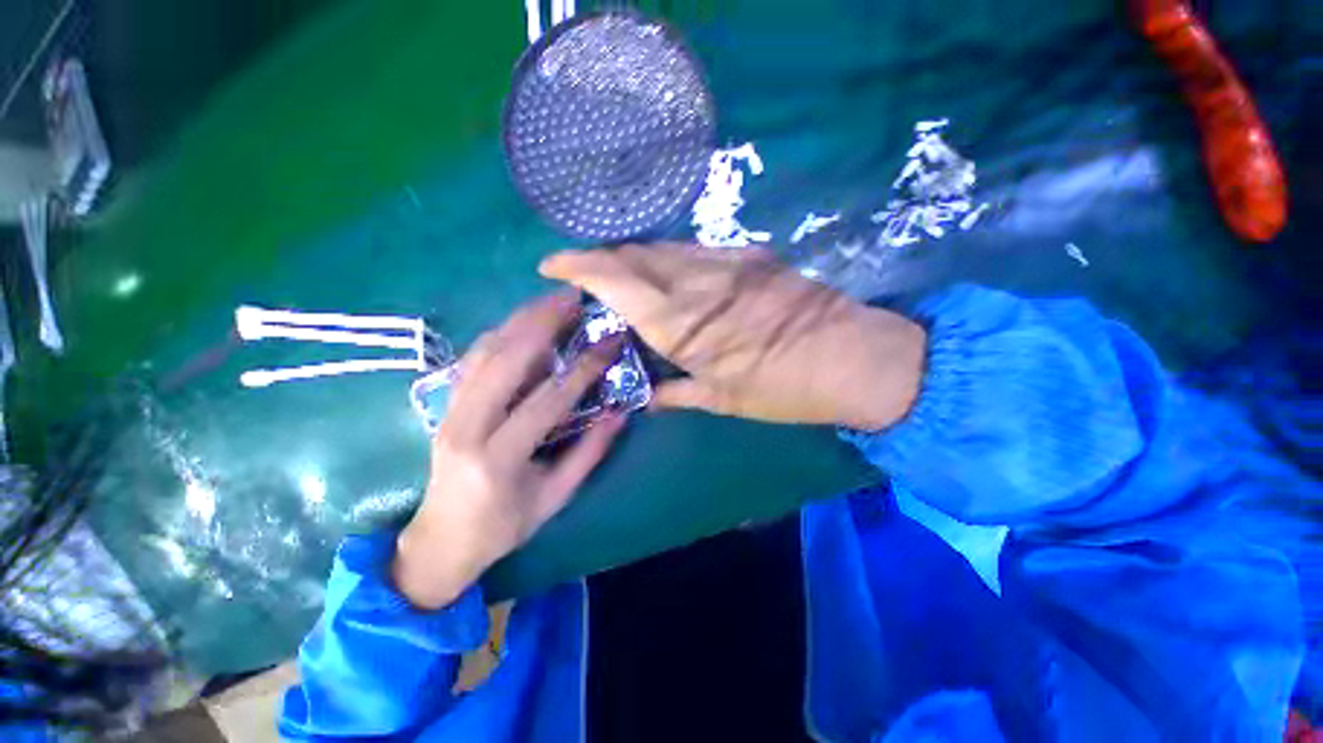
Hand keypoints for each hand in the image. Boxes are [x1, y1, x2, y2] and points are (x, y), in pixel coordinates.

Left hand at [392, 293, 625, 609]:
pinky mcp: (444, 405)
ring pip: (483, 352)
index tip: (609, 344)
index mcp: (497, 459)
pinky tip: (521, 322)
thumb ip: (589, 454)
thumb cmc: (503, 527)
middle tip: (575, 299)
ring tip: (551, 301)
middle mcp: (466, 427)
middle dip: (543, 324)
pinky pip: (472, 359)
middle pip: (505, 361)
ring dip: (520, 320)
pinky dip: (499, 334)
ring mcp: (448, 412)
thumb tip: (619, 413)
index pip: (546, 401)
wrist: (440, 543)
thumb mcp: (554, 498)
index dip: (582, 370)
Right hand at [540, 244, 924, 429]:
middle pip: (634, 255)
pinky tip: (667, 274)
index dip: (577, 265)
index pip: (615, 280)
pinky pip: (693, 250)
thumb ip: (675, 394)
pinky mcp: (748, 255)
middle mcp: (696, 283)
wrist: (851, 357)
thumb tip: (645, 399)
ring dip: (634, 257)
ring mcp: (725, 262)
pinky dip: (668, 258)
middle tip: (585, 275)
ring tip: (621, 274)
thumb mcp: (723, 400)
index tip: (551, 264)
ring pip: (662, 248)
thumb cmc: (783, 388)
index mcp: (683, 324)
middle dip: (602, 260)